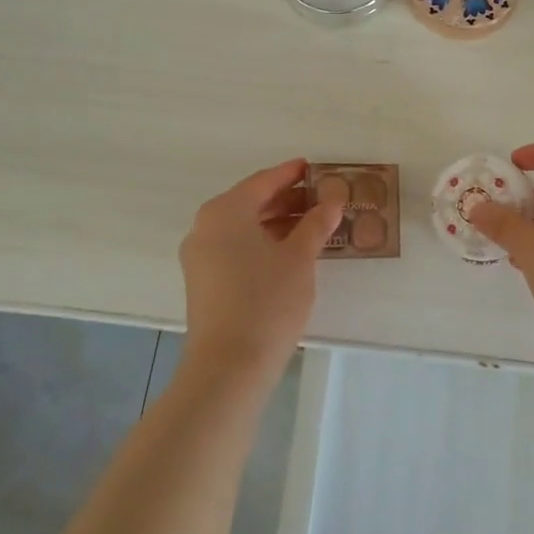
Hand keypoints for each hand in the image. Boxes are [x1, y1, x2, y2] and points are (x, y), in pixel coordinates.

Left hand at [178, 159, 342, 381]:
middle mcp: (206, 226)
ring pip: (243, 227)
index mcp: (226, 211)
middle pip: (250, 202)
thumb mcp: (300, 258)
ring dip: (276, 222)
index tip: (313, 168)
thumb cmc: (267, 301)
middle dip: (286, 199)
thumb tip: (333, 200)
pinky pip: (235, 247)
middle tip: (321, 198)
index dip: (290, 173)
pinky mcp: (203, 281)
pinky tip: (290, 252)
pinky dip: (262, 242)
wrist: (229, 365)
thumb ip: (317, 223)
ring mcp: (200, 255)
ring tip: (313, 225)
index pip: (263, 181)